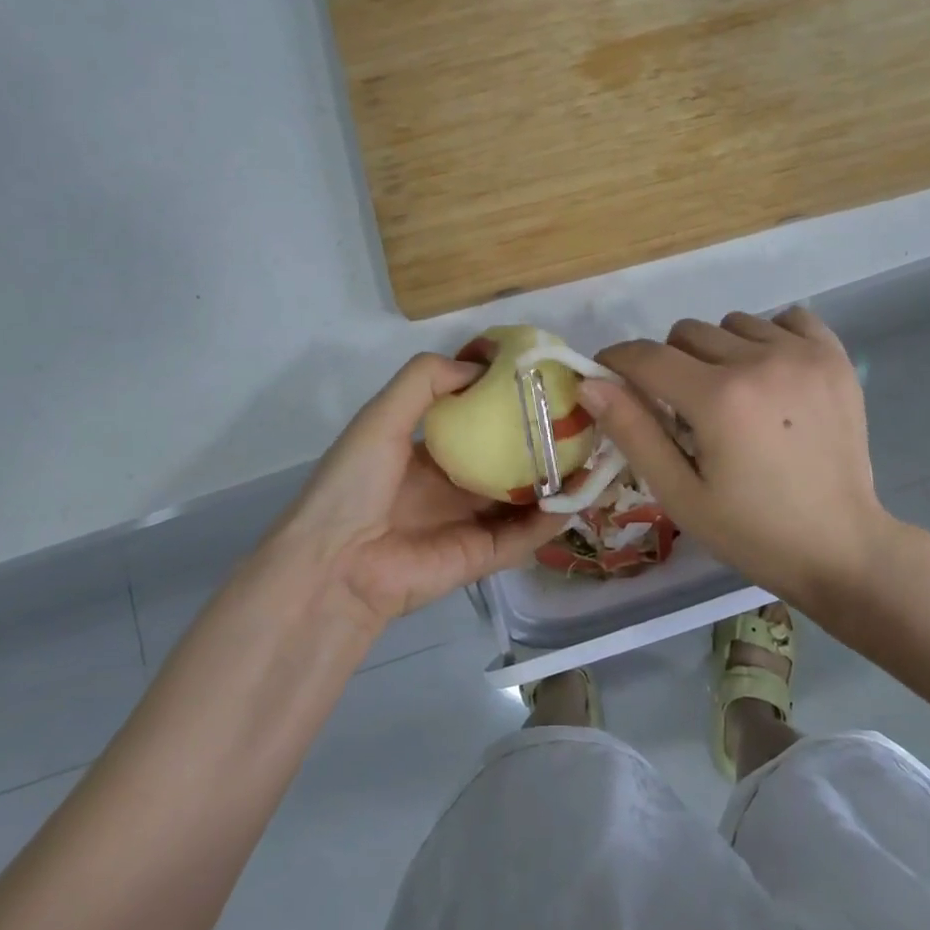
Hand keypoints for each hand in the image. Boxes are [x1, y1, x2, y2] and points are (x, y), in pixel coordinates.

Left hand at [268, 353, 565, 631]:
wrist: (334, 563)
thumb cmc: (354, 482)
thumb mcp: (382, 416)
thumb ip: (426, 380)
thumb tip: (482, 365)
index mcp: (428, 450)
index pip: (478, 421)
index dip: (509, 403)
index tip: (546, 383)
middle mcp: (453, 484)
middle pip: (508, 459)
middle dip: (542, 442)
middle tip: (583, 419)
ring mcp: (469, 521)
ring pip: (523, 497)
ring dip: (556, 479)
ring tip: (594, 454)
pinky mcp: (482, 556)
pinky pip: (524, 535)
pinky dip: (551, 519)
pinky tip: (580, 495)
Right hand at [581, 308, 904, 608]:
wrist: (841, 547)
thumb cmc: (753, 531)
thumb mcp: (681, 494)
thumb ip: (633, 432)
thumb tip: (589, 383)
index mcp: (719, 399)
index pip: (646, 356)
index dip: (616, 362)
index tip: (608, 377)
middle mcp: (760, 361)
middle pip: (686, 333)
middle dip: (669, 364)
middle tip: (682, 409)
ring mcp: (803, 355)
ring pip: (732, 323)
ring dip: (718, 351)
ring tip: (732, 396)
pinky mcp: (834, 357)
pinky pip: (786, 319)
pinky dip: (769, 337)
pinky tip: (771, 375)